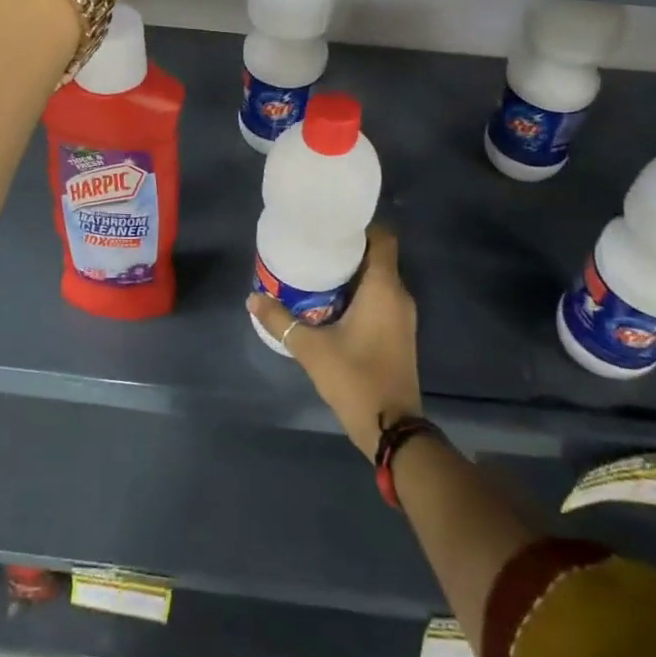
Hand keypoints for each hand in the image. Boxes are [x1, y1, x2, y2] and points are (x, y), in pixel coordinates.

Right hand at [248, 227, 421, 457]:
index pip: (382, 238)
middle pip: (377, 257)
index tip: (330, 227)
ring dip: (352, 274)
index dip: (359, 227)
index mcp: (384, 288)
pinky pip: (380, 299)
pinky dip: (359, 294)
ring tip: (317, 272)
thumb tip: (253, 297)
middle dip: (347, 250)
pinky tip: (330, 303)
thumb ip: (281, 320)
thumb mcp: (311, 348)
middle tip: (314, 248)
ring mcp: (402, 316)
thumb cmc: (355, 379)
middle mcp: (398, 295)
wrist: (392, 429)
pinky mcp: (399, 334)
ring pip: (378, 279)